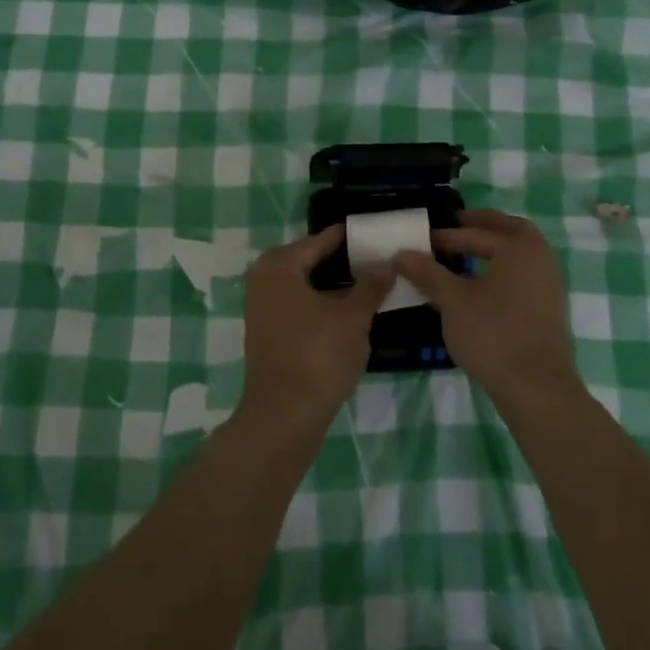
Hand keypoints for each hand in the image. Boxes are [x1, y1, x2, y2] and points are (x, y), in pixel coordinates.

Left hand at [237, 224, 393, 432]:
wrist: (284, 417)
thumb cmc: (318, 356)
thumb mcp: (353, 318)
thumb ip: (371, 287)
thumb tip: (388, 264)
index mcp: (278, 266)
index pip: (318, 241)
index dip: (346, 238)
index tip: (370, 231)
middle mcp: (263, 281)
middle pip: (308, 261)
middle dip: (339, 261)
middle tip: (373, 257)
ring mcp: (261, 310)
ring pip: (303, 286)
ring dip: (331, 285)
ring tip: (366, 283)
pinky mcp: (267, 335)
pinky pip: (297, 306)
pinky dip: (320, 304)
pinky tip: (346, 312)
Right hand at [394, 209, 580, 410]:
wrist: (536, 389)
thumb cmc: (493, 335)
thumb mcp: (453, 301)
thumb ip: (428, 273)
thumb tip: (401, 253)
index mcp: (519, 247)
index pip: (476, 233)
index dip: (446, 236)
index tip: (422, 240)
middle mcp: (540, 258)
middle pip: (510, 230)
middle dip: (483, 226)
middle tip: (456, 224)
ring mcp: (549, 285)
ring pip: (519, 254)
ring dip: (494, 248)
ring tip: (465, 254)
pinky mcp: (549, 310)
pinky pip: (523, 276)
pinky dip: (503, 270)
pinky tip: (481, 286)